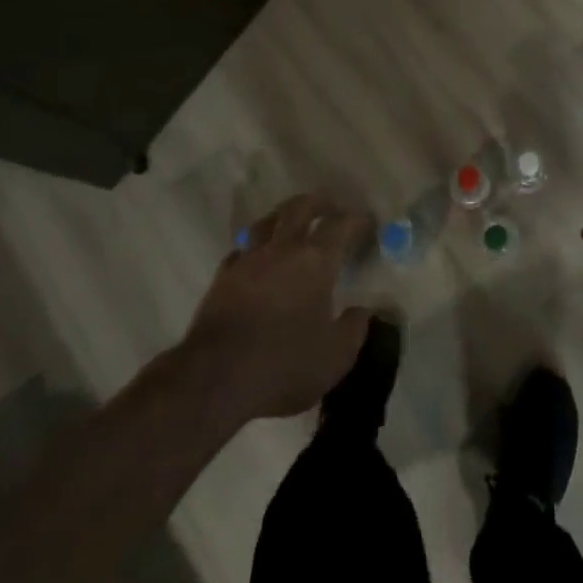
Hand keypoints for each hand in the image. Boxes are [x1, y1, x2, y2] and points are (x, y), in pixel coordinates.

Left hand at [180, 192, 372, 422]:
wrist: (215, 379)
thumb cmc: (284, 365)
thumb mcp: (335, 357)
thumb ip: (354, 328)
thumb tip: (362, 310)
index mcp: (315, 260)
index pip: (341, 225)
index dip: (356, 220)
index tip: (367, 222)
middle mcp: (282, 249)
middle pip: (300, 208)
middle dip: (319, 203)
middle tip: (330, 208)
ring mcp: (248, 260)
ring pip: (266, 222)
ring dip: (283, 217)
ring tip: (291, 225)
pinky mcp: (222, 278)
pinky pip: (241, 251)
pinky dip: (253, 249)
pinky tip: (257, 261)